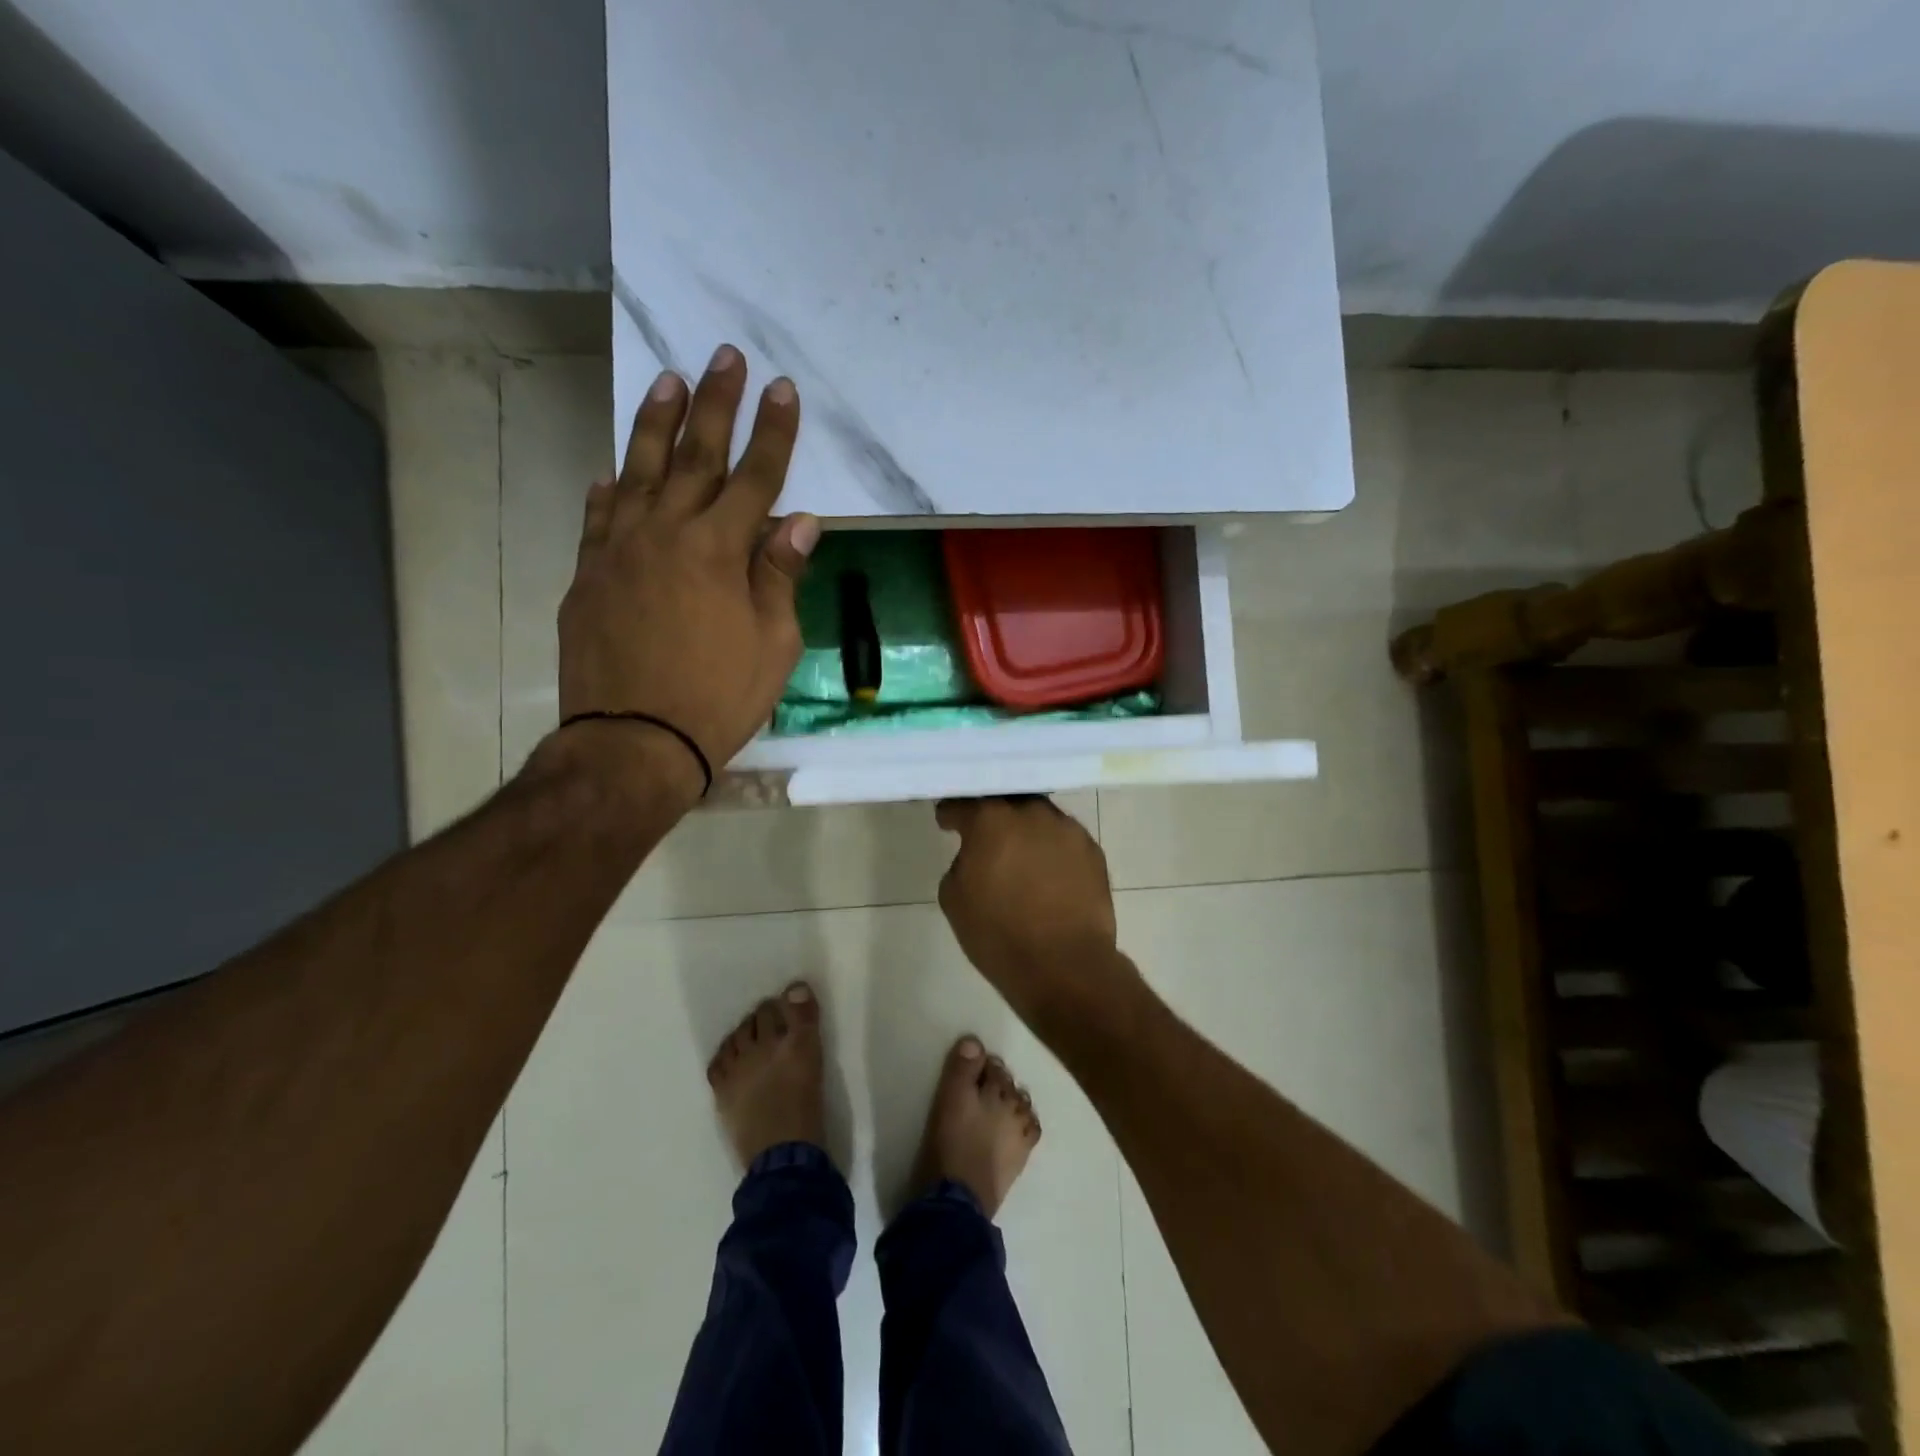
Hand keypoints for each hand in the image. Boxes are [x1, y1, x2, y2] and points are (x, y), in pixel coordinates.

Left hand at [559, 345, 818, 796]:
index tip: (782, 388)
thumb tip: (798, 523)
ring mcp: (619, 550)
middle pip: (695, 455)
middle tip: (723, 356)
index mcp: (719, 550)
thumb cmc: (717, 698)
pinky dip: (609, 489)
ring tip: (665, 380)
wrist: (633, 741)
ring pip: (637, 471)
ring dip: (654, 423)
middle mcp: (666, 533)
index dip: (773, 432)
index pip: (755, 477)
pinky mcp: (588, 574)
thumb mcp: (773, 645)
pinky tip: (612, 472)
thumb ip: (781, 577)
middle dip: (714, 403)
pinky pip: (598, 517)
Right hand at [936, 797, 1123, 1028]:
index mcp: (991, 820)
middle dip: (993, 815)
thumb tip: (977, 856)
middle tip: (985, 836)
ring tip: (1020, 856)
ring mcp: (1068, 830)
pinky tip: (1048, 873)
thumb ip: (961, 862)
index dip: (951, 813)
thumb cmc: (998, 935)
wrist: (1064, 966)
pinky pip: (1064, 840)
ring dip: (1026, 830)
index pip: (963, 803)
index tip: (947, 822)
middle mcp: (1032, 813)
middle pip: (1007, 802)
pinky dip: (1052, 850)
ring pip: (1039, 818)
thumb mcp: (954, 899)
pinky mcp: (1093, 851)